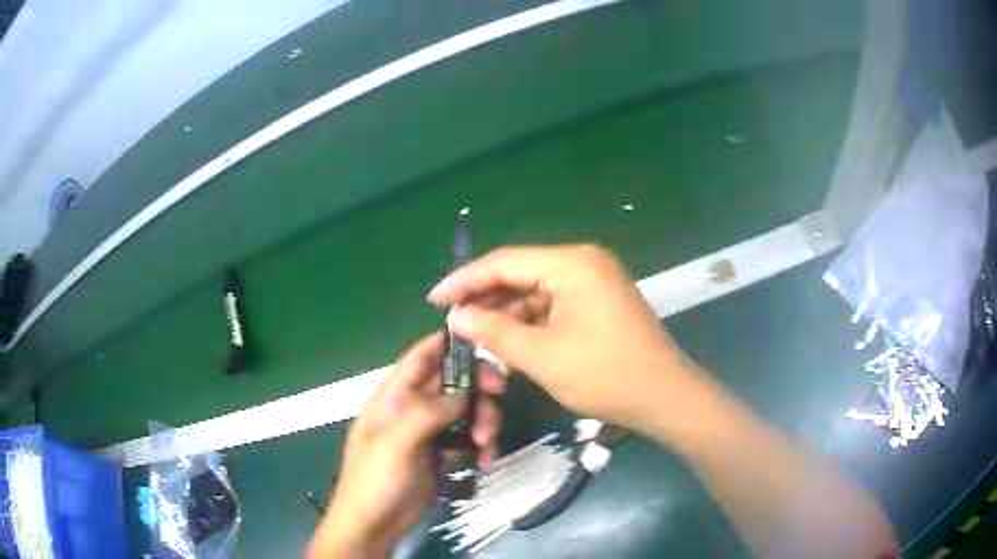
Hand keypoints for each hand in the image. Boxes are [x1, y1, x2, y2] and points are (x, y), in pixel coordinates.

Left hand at [308, 332, 504, 558]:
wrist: (374, 523)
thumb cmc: (376, 479)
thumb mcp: (395, 443)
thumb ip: (427, 412)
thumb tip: (463, 394)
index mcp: (394, 395)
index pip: (422, 356)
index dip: (450, 342)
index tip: (486, 340)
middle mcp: (414, 407)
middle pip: (453, 381)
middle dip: (478, 387)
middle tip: (499, 396)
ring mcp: (429, 431)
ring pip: (467, 410)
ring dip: (484, 421)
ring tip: (486, 446)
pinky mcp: (441, 453)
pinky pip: (469, 438)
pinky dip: (481, 445)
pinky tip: (484, 461)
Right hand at [428, 245, 694, 433]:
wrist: (665, 397)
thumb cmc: (605, 375)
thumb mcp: (542, 356)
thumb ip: (495, 331)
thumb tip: (457, 317)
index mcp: (571, 264)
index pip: (505, 262)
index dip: (465, 280)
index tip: (434, 299)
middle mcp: (583, 263)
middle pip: (520, 273)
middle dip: (485, 298)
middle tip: (452, 320)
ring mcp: (594, 282)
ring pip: (536, 291)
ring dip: (507, 313)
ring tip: (474, 335)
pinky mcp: (599, 302)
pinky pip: (554, 305)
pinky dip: (530, 321)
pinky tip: (508, 340)